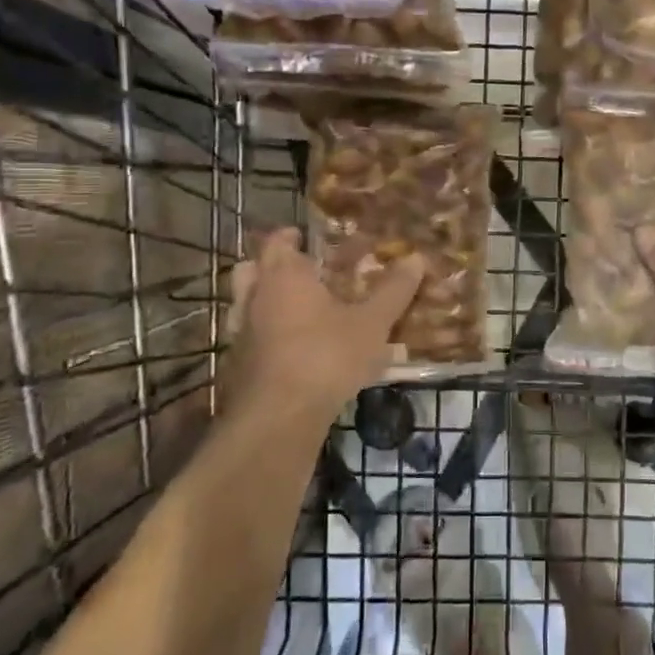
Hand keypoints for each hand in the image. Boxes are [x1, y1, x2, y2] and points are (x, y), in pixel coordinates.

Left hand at [221, 228, 423, 422]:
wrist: (278, 418)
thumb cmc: (325, 357)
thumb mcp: (371, 324)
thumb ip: (393, 291)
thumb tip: (416, 257)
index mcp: (283, 276)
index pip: (277, 242)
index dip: (290, 236)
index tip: (305, 236)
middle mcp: (255, 298)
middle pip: (252, 269)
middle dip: (272, 266)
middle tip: (301, 271)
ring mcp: (241, 333)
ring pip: (246, 305)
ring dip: (266, 301)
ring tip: (297, 309)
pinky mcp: (238, 366)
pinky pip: (250, 337)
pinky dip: (266, 335)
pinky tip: (292, 349)